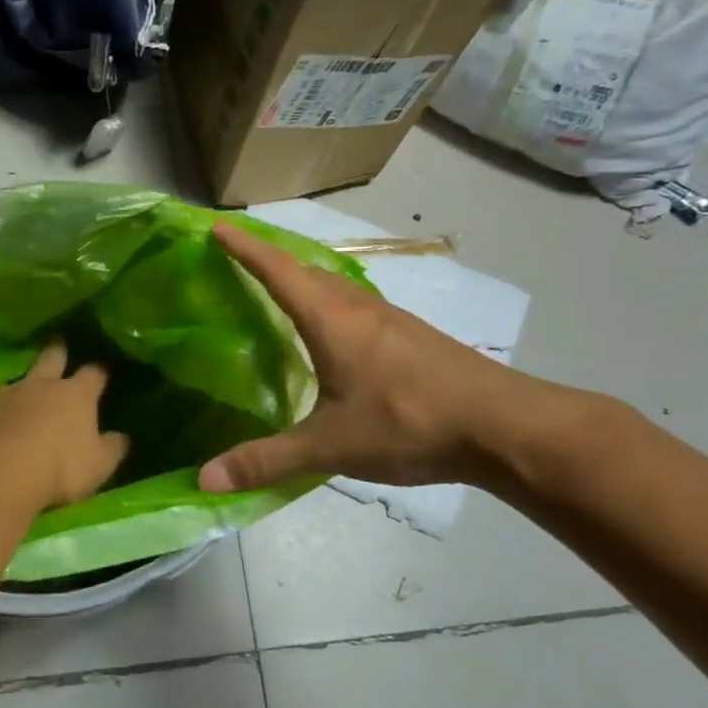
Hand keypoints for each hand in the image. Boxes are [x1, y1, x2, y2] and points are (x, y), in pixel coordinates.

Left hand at [0, 339, 129, 510]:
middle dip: (56, 350)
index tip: (103, 368)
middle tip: (57, 339)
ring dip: (17, 387)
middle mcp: (38, 386)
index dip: (99, 371)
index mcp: (75, 395)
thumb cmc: (59, 467)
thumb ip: (112, 449)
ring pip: (12, 383)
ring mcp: (2, 397)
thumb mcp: (98, 465)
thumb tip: (123, 437)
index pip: (93, 374)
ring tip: (17, 392)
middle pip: (50, 359)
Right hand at [199, 223, 539, 493]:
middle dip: (270, 259)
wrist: (503, 426)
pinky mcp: (411, 338)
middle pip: (306, 270)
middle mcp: (359, 309)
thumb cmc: (408, 423)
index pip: (278, 271)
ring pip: (335, 287)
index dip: (245, 249)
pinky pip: (356, 307)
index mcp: (331, 320)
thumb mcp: (330, 446)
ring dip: (303, 280)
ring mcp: (391, 321)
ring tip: (277, 291)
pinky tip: (331, 333)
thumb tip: (204, 479)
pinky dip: (329, 304)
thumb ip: (266, 461)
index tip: (216, 228)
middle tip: (238, 259)